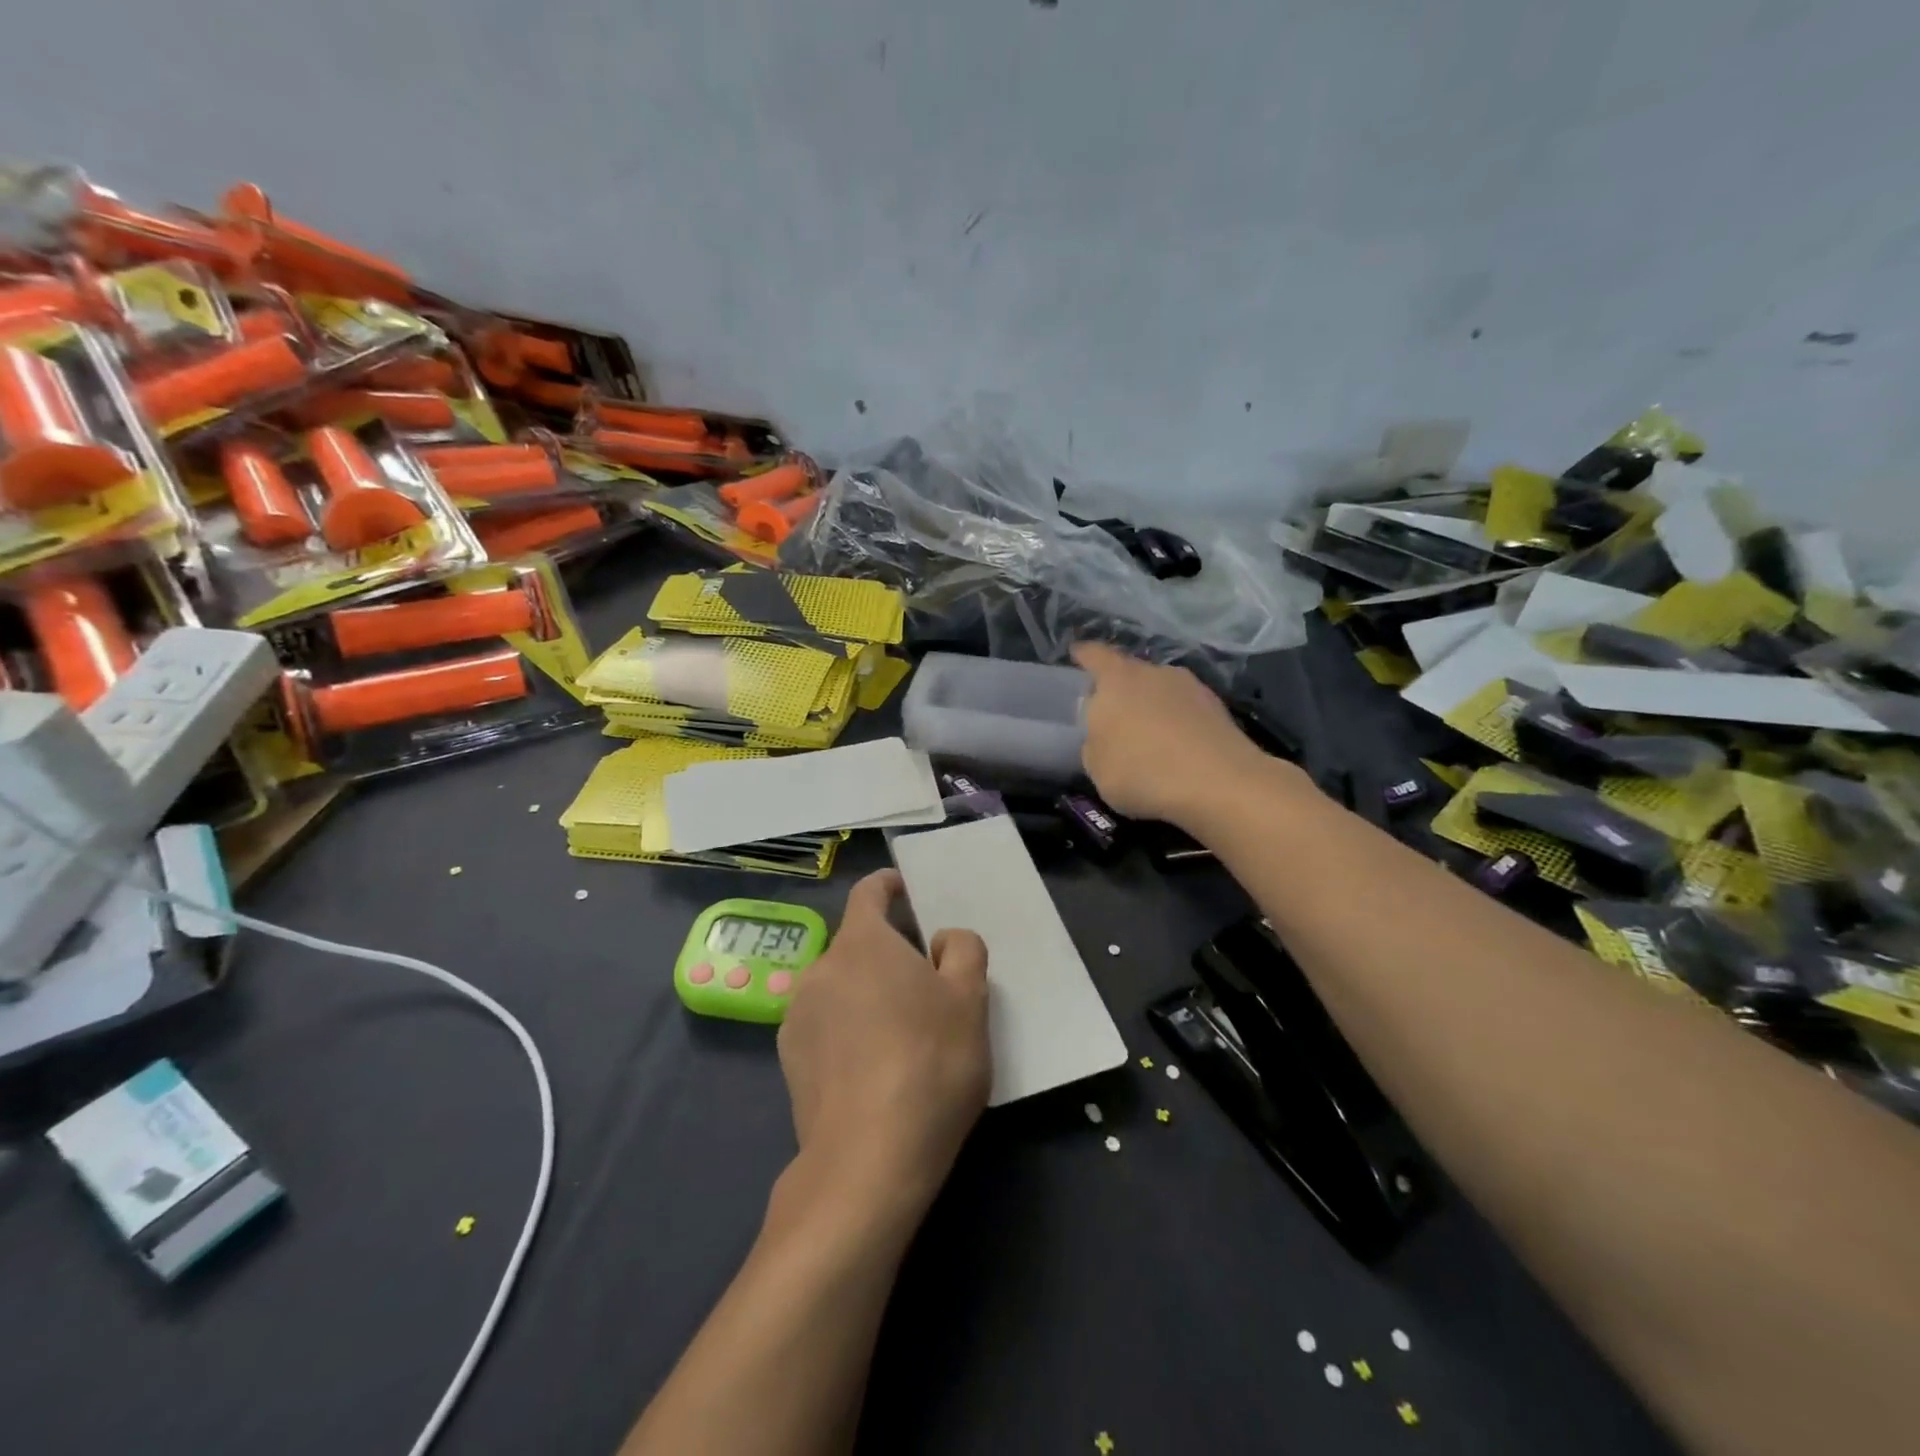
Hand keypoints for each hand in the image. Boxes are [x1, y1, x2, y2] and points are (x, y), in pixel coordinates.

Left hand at [778, 870, 990, 1212]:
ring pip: (840, 986)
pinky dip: (847, 1029)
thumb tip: (940, 941)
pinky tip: (873, 1068)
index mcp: (862, 943)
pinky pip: (825, 1024)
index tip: (909, 893)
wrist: (868, 1160)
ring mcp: (797, 1015)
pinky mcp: (789, 1059)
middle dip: (888, 952)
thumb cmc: (929, 1063)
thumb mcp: (970, 999)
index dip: (890, 886)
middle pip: (857, 943)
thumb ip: (962, 949)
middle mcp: (821, 968)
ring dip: (866, 992)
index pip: (869, 892)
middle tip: (926, 983)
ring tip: (901, 1033)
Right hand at [1072, 641, 1276, 827]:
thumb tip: (1103, 735)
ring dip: (1152, 707)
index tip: (1076, 654)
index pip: (1095, 655)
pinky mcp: (1218, 708)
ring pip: (1161, 691)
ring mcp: (1191, 687)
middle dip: (1120, 689)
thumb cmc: (1142, 771)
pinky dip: (1177, 723)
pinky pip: (1186, 710)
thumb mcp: (1096, 767)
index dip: (1083, 655)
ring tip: (1148, 736)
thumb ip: (1094, 743)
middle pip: (1130, 672)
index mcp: (1117, 679)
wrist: (1219, 783)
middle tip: (1112, 714)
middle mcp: (1154, 672)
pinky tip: (1177, 748)